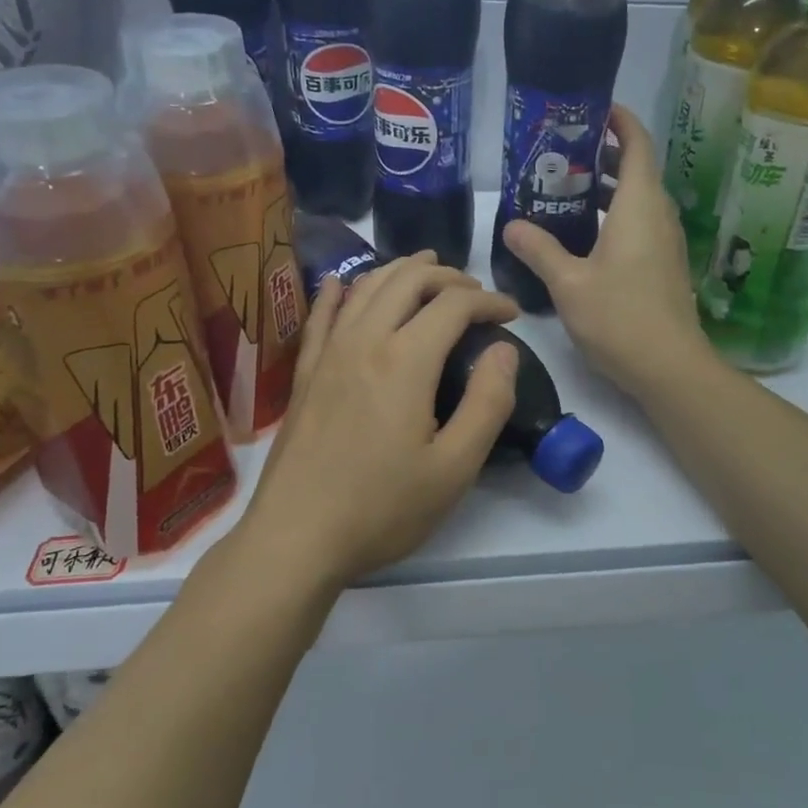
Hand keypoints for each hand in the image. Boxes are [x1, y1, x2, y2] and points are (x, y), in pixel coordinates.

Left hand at [240, 254, 519, 588]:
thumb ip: (488, 402)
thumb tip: (503, 349)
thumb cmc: (382, 508)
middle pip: (408, 281)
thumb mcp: (454, 467)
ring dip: (400, 271)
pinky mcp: (306, 373)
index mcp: (405, 360)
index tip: (511, 314)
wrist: (296, 537)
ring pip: (365, 288)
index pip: (453, 304)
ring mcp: (329, 354)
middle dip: (448, 277)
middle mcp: (364, 341)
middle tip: (475, 292)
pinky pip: (321, 316)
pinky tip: (341, 283)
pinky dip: (338, 291)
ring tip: (426, 269)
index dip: (489, 300)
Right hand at [501, 106, 711, 399]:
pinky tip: (585, 234)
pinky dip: (616, 214)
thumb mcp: (569, 282)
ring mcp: (666, 241)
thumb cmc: (619, 317)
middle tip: (563, 151)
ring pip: (639, 198)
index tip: (591, 108)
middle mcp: (658, 215)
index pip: (637, 143)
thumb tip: (511, 224)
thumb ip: (539, 249)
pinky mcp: (664, 265)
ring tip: (567, 188)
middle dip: (604, 153)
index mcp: (639, 205)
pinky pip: (641, 223)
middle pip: (637, 168)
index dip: (619, 120)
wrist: (669, 366)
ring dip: (609, 187)